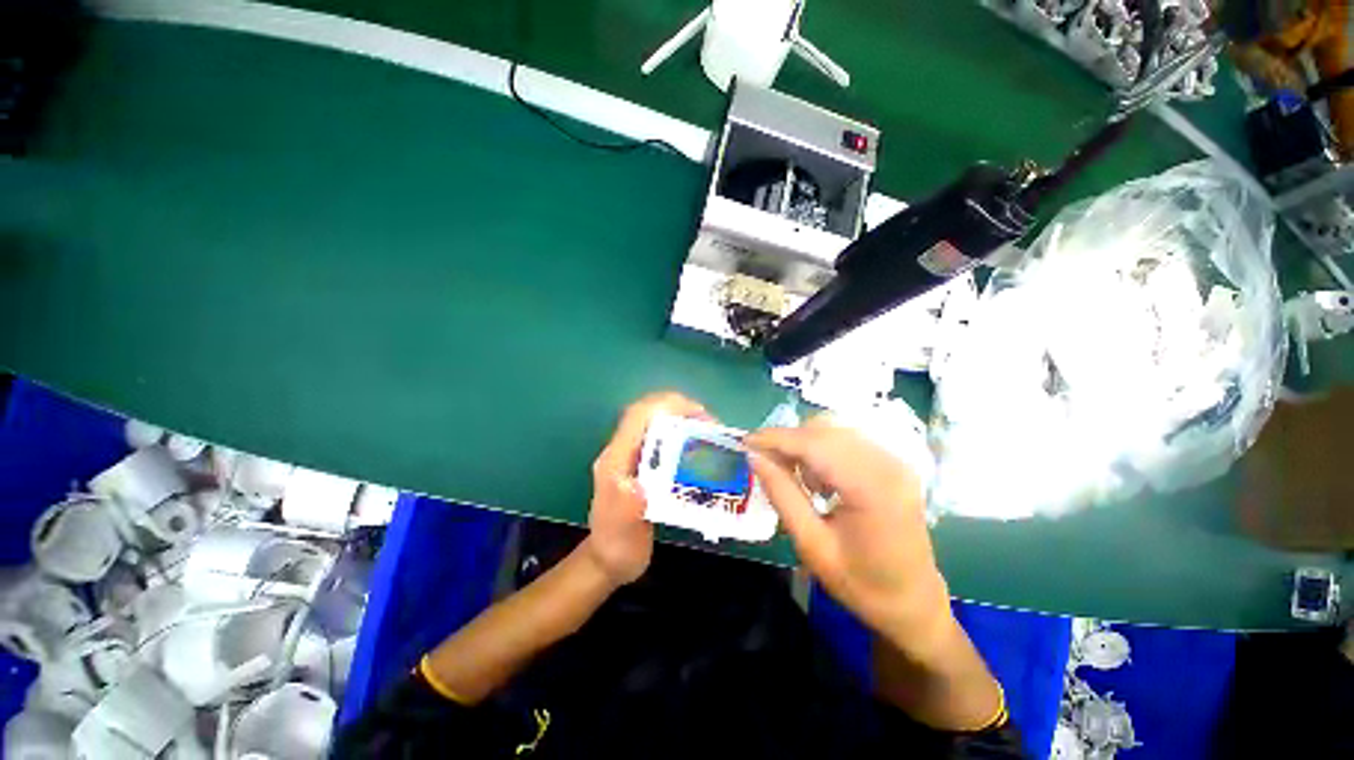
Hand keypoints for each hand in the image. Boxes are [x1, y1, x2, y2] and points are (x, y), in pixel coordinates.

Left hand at [584, 392, 708, 585]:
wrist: (609, 561)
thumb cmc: (617, 546)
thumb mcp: (623, 531)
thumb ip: (627, 506)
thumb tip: (640, 484)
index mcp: (616, 460)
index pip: (639, 415)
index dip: (668, 405)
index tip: (699, 415)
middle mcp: (622, 451)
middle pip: (649, 412)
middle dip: (680, 409)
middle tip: (710, 424)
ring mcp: (631, 457)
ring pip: (656, 422)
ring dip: (683, 420)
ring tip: (709, 433)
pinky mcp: (641, 465)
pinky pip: (662, 438)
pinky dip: (682, 435)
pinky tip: (700, 449)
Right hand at [746, 416, 948, 645]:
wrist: (913, 603)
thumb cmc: (861, 585)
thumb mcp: (812, 545)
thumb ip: (782, 495)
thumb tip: (754, 457)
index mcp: (872, 488)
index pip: (814, 444)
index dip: (776, 438)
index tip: (745, 442)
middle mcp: (888, 464)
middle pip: (825, 430)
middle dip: (788, 440)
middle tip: (765, 462)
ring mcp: (895, 461)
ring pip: (835, 430)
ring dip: (805, 444)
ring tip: (794, 477)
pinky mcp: (893, 463)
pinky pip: (848, 440)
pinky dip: (823, 449)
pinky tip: (818, 478)